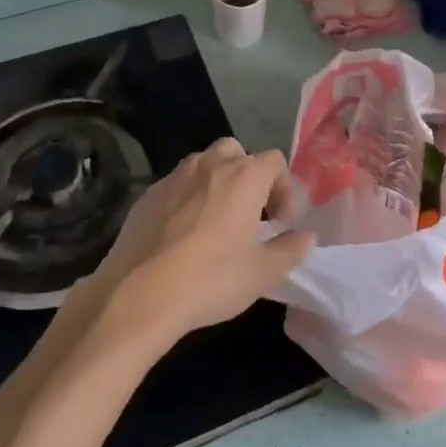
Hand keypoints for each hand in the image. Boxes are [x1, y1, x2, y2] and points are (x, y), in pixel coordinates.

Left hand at [91, 139, 314, 348]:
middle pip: (237, 152)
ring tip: (216, 225)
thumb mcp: (263, 273)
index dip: (284, 187)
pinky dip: (187, 200)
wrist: (139, 294)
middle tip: (250, 214)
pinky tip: (183, 236)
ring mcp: (174, 177)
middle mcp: (210, 164)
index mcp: (244, 176)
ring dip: (216, 185)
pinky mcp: (147, 195)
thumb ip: (290, 250)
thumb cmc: (212, 278)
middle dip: (248, 176)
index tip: (280, 222)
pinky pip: (177, 186)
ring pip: (204, 165)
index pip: (274, 160)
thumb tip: (306, 237)